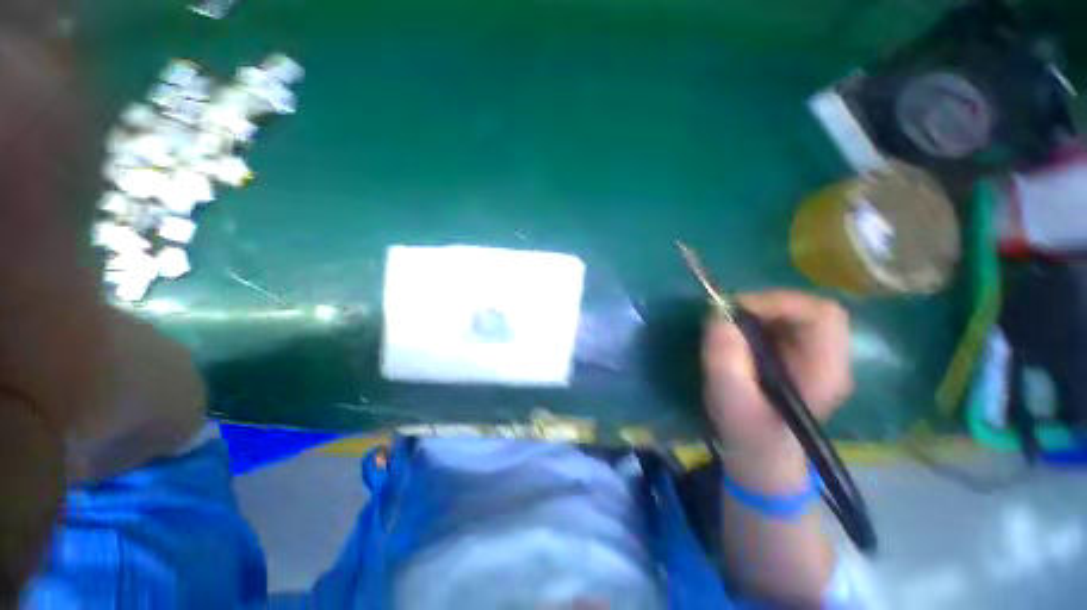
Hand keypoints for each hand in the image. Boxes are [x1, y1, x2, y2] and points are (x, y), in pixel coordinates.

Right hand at [702, 291, 852, 459]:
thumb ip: (724, 358)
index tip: (738, 310)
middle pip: (809, 308)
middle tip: (729, 315)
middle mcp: (829, 358)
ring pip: (795, 312)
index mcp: (825, 371)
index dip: (780, 302)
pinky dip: (757, 320)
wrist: (760, 454)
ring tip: (731, 326)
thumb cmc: (747, 432)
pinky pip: (782, 322)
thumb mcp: (729, 399)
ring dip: (759, 312)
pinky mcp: (798, 355)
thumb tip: (717, 314)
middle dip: (765, 305)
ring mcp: (816, 356)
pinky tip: (739, 336)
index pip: (823, 315)